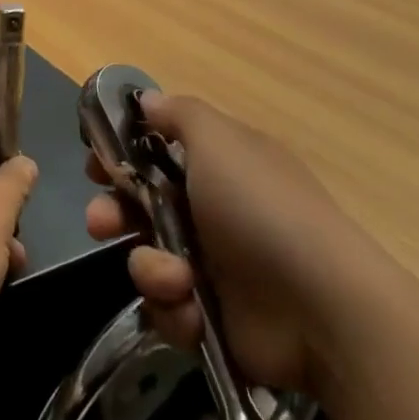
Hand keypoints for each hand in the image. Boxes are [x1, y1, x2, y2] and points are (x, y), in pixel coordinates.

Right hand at [85, 92, 365, 395]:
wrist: (321, 311)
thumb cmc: (261, 209)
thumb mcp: (219, 141)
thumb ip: (178, 114)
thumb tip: (149, 100)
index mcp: (218, 165)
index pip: (155, 153)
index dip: (121, 156)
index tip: (97, 164)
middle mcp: (211, 212)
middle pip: (138, 207)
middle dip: (113, 214)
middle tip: (102, 222)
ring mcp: (212, 268)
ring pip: (146, 260)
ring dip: (151, 269)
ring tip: (175, 281)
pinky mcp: (211, 318)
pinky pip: (167, 308)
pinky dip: (175, 310)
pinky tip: (194, 313)